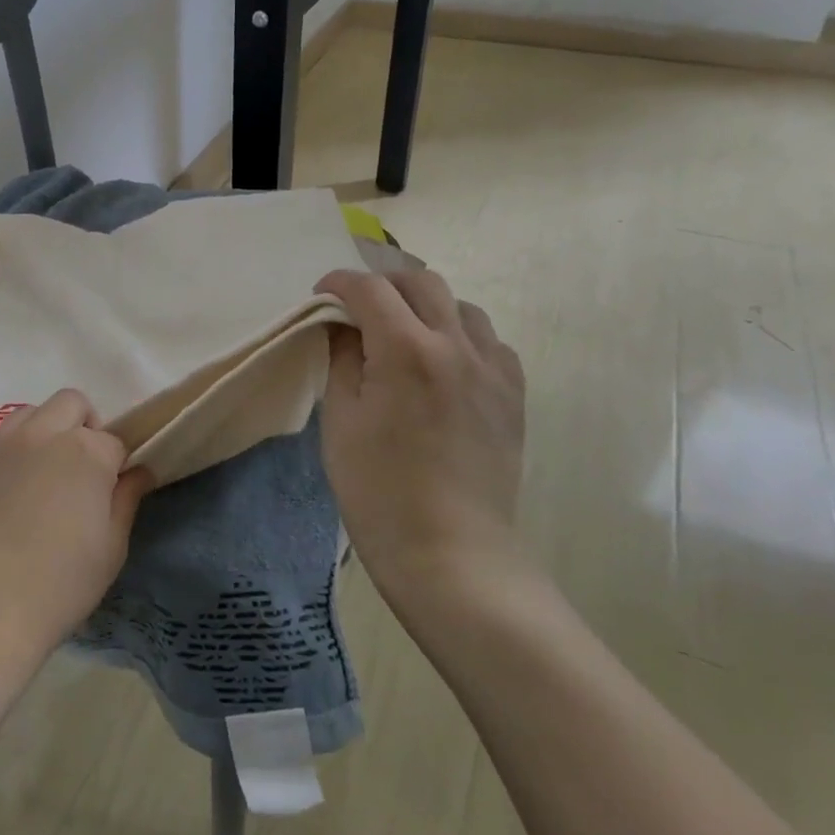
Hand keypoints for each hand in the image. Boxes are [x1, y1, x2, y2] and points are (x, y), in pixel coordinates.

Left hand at [0, 389, 154, 675]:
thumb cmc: (56, 587)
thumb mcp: (109, 551)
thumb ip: (126, 501)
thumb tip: (139, 472)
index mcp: (85, 452)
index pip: (113, 441)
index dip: (116, 466)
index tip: (111, 493)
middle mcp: (42, 435)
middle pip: (71, 404)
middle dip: (84, 428)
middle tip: (80, 474)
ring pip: (31, 414)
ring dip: (46, 433)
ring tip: (42, 480)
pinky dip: (11, 458)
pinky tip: (5, 502)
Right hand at [315, 268, 528, 604]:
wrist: (451, 552)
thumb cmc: (378, 490)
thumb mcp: (340, 420)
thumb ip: (341, 359)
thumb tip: (343, 326)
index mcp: (406, 350)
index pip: (370, 289)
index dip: (339, 283)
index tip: (321, 294)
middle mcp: (456, 346)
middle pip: (421, 282)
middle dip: (383, 284)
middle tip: (358, 307)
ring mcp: (493, 369)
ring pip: (461, 306)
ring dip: (425, 306)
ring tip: (402, 332)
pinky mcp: (513, 395)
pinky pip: (489, 342)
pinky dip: (460, 336)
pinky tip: (444, 363)